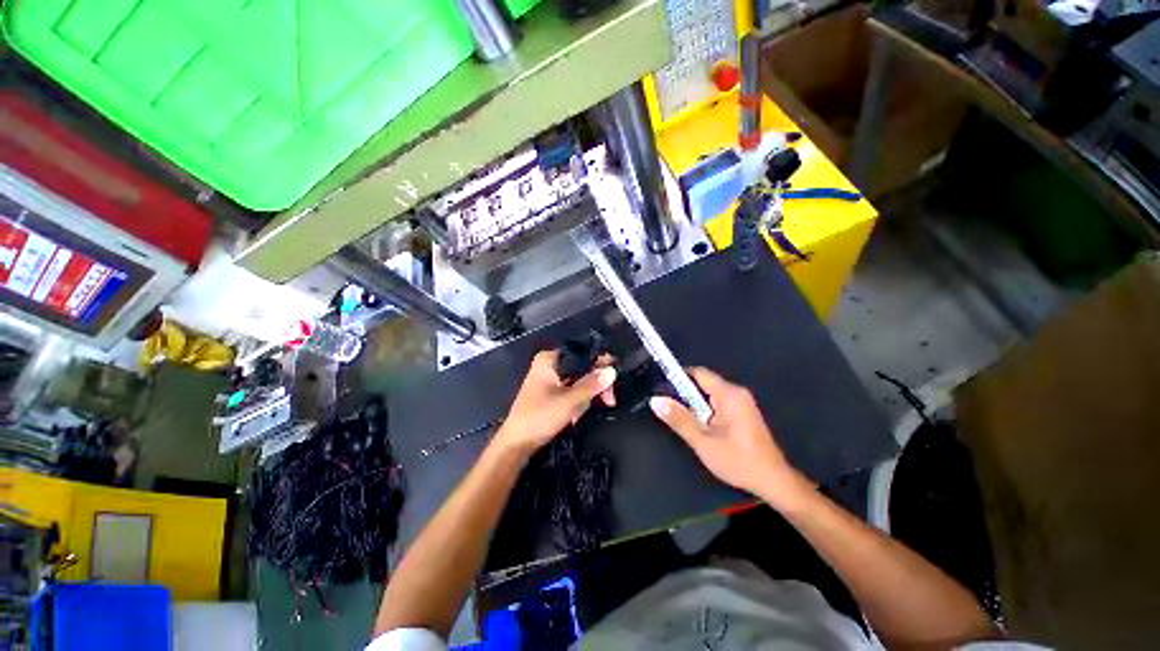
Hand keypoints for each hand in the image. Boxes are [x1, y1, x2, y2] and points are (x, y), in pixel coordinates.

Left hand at [493, 350, 616, 457]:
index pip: (583, 353)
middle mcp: (550, 364)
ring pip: (579, 381)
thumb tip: (612, 370)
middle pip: (583, 368)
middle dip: (593, 387)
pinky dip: (576, 403)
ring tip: (576, 415)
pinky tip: (572, 417)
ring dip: (584, 399)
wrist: (517, 444)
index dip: (600, 364)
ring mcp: (550, 378)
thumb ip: (592, 384)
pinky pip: (572, 391)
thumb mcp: (569, 401)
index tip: (613, 379)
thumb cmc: (540, 417)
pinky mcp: (551, 391)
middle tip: (608, 401)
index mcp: (550, 359)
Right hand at [650, 367, 810, 505]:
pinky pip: (718, 402)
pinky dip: (705, 410)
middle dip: (685, 395)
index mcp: (729, 394)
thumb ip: (678, 419)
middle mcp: (737, 392)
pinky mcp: (743, 412)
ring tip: (684, 421)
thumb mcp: (703, 441)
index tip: (662, 389)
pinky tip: (701, 427)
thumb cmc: (738, 461)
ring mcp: (742, 402)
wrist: (773, 481)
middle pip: (703, 383)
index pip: (698, 373)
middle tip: (670, 410)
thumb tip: (655, 400)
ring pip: (710, 394)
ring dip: (695, 405)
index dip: (678, 377)